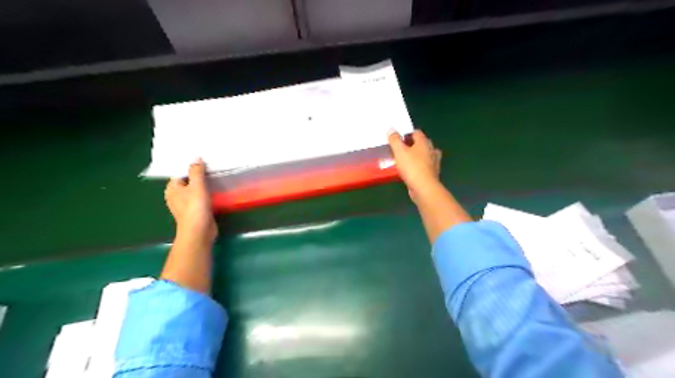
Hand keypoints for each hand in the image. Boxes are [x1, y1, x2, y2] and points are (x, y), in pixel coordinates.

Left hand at [163, 158, 216, 241]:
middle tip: (211, 166)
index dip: (190, 167)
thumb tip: (196, 158)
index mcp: (172, 189)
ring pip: (195, 190)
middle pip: (188, 181)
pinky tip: (216, 190)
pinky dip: (207, 194)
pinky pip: (201, 198)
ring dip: (204, 185)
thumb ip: (196, 171)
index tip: (202, 160)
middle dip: (198, 175)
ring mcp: (186, 204)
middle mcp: (176, 196)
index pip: (180, 173)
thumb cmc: (195, 207)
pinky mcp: (196, 211)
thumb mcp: (197, 186)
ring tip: (215, 176)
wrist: (199, 231)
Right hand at [386, 128, 443, 201]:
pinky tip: (412, 169)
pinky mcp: (432, 173)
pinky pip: (425, 165)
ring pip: (425, 154)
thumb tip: (391, 129)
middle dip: (412, 144)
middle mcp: (431, 150)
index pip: (416, 132)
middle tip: (401, 148)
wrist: (423, 187)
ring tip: (407, 158)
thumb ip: (394, 140)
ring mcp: (434, 162)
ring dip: (417, 155)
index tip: (398, 138)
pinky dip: (419, 165)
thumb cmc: (411, 167)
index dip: (407, 133)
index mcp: (424, 142)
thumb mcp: (399, 151)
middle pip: (422, 143)